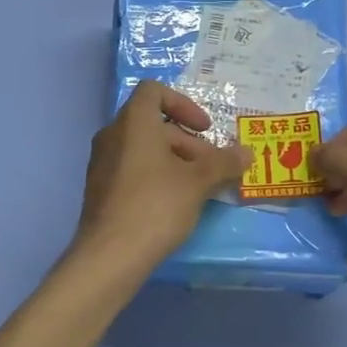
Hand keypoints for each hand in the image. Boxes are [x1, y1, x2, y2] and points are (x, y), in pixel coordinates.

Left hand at [74, 82, 249, 268]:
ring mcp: (102, 162)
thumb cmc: (156, 205)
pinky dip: (155, 175)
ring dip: (174, 160)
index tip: (204, 129)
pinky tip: (175, 203)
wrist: (110, 255)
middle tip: (212, 169)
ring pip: (143, 148)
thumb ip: (223, 163)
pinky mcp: (100, 188)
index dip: (183, 104)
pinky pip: (131, 168)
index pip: (154, 91)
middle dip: (188, 142)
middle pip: (153, 123)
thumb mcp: (198, 182)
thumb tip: (247, 152)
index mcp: (133, 122)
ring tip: (199, 188)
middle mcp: (112, 134)